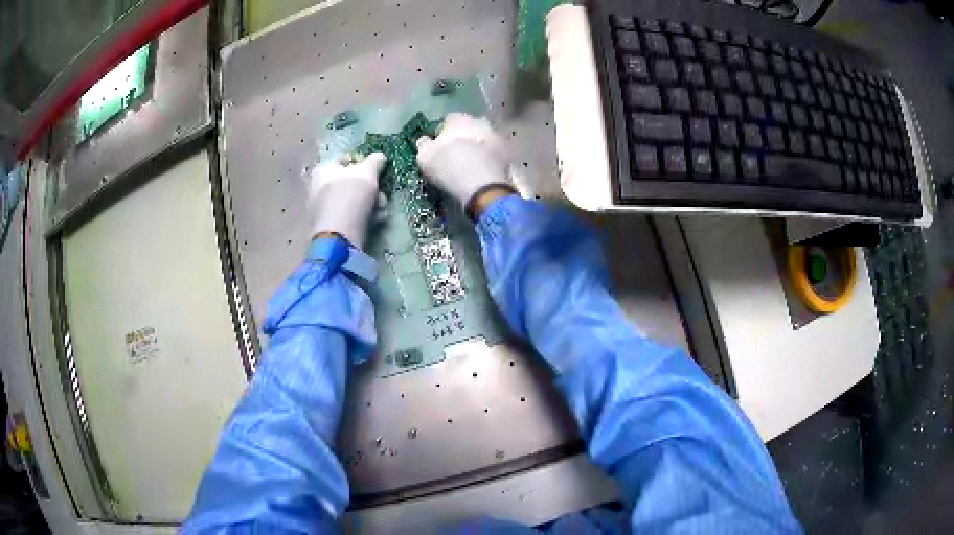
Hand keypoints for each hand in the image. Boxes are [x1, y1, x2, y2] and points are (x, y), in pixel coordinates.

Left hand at [307, 152, 385, 246]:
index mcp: (322, 170)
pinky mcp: (328, 227)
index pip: (344, 159)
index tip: (376, 172)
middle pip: (350, 182)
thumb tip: (380, 156)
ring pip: (351, 201)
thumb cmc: (351, 195)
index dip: (363, 163)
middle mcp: (317, 188)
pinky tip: (374, 222)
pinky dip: (362, 218)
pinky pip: (348, 217)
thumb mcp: (368, 172)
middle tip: (381, 195)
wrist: (339, 235)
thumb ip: (375, 161)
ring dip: (370, 204)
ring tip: (381, 210)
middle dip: (370, 188)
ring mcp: (321, 209)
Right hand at [415, 113, 515, 214]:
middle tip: (457, 153)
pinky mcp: (509, 154)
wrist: (481, 184)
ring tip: (472, 164)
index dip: (443, 131)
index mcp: (459, 119)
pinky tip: (484, 171)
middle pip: (470, 126)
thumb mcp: (424, 157)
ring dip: (479, 146)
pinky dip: (490, 159)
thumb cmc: (447, 166)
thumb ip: (423, 145)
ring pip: (484, 138)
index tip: (439, 144)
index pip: (449, 120)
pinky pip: (495, 154)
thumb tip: (425, 140)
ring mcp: (497, 137)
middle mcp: (480, 122)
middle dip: (465, 136)